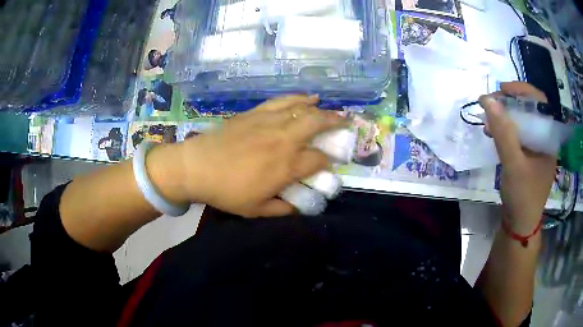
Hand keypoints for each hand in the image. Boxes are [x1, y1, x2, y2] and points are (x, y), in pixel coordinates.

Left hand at [170, 95, 345, 217]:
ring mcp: (270, 122)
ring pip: (303, 109)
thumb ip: (283, 208)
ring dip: (321, 110)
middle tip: (345, 125)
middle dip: (335, 123)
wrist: (197, 166)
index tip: (329, 164)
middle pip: (317, 124)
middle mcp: (284, 139)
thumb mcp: (257, 210)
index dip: (328, 162)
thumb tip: (300, 206)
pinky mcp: (256, 113)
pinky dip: (299, 98)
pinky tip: (308, 97)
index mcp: (286, 166)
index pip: (319, 159)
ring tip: (331, 111)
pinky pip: (283, 101)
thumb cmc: (226, 191)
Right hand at [479, 82, 556, 232]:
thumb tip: (487, 100)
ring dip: (505, 116)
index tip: (502, 89)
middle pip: (529, 109)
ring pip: (521, 121)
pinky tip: (493, 132)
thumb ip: (503, 132)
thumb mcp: (513, 164)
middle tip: (491, 103)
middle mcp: (544, 139)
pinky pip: (517, 135)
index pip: (540, 101)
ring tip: (488, 119)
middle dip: (510, 102)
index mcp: (549, 138)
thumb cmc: (523, 196)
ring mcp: (536, 148)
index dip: (522, 90)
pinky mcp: (527, 156)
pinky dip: (505, 130)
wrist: (519, 225)